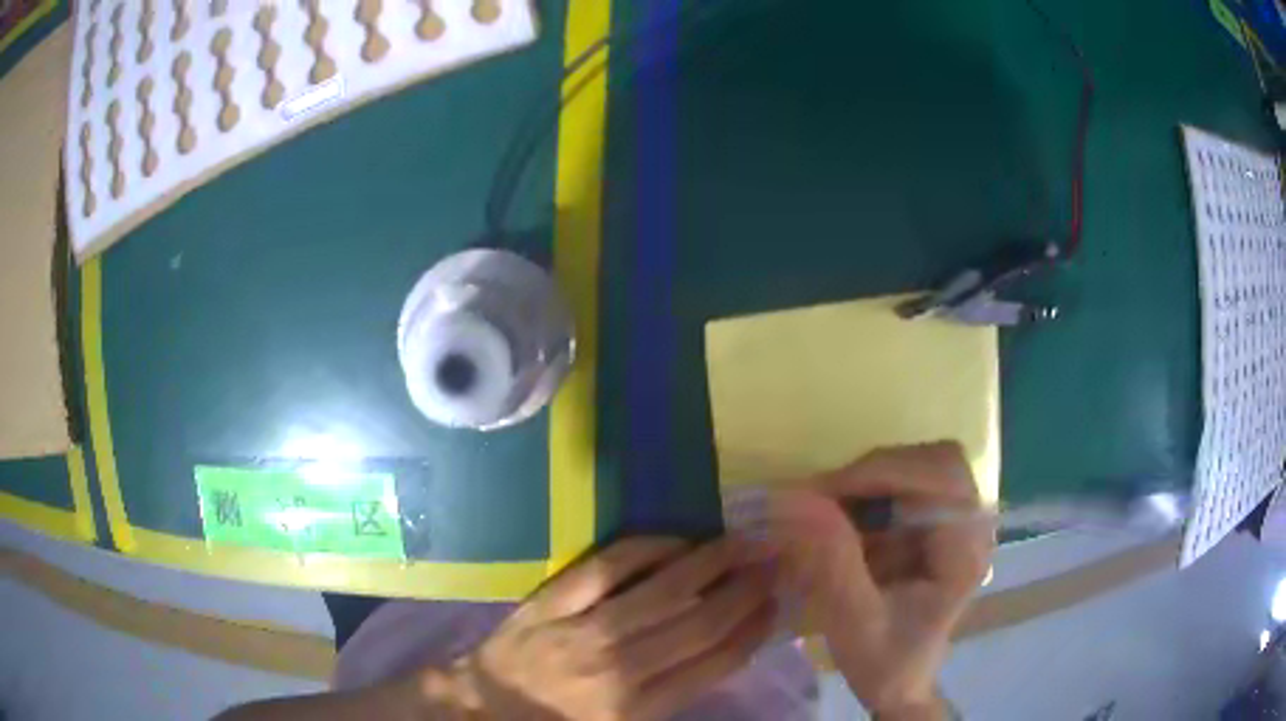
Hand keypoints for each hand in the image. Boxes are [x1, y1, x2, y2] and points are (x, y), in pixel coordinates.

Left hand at [444, 536, 776, 720]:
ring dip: (710, 563)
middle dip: (745, 591)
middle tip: (773, 562)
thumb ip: (671, 694)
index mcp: (638, 708)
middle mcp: (619, 668)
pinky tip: (677, 540)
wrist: (485, 706)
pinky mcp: (552, 600)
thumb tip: (722, 648)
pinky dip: (648, 549)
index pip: (714, 664)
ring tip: (742, 543)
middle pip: (698, 623)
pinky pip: (608, 567)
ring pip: (662, 591)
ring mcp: (584, 629)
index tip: (776, 604)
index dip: (752, 631)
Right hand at [767, 442, 993, 719]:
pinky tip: (849, 516)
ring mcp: (962, 523)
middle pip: (937, 461)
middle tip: (827, 497)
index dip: (880, 475)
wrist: (902, 683)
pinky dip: (876, 489)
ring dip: (875, 478)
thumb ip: (832, 561)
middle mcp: (974, 528)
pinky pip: (913, 482)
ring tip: (833, 506)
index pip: (937, 480)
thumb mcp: (852, 623)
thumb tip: (797, 499)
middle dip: (878, 472)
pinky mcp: (943, 525)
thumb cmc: (885, 663)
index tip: (822, 494)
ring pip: (924, 465)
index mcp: (964, 553)